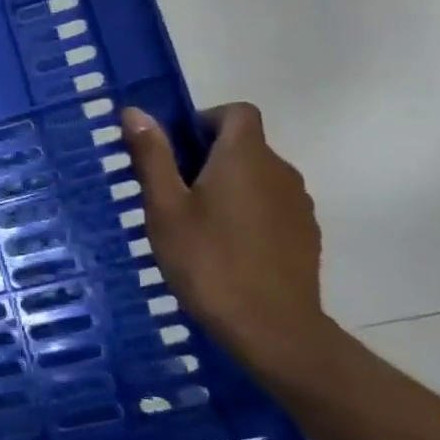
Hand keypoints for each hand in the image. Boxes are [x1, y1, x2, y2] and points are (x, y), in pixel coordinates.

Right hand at [120, 103, 329, 372]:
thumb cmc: (208, 261)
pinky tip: (225, 249)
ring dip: (229, 186)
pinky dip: (248, 213)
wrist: (271, 328)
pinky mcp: (306, 236)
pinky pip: (272, 207)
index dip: (205, 119)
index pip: (237, 112)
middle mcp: (280, 171)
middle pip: (246, 145)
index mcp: (245, 157)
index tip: (176, 149)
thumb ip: (153, 156)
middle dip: (209, 157)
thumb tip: (134, 111)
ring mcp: (298, 205)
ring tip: (196, 224)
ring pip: (258, 178)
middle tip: (172, 192)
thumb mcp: (165, 208)